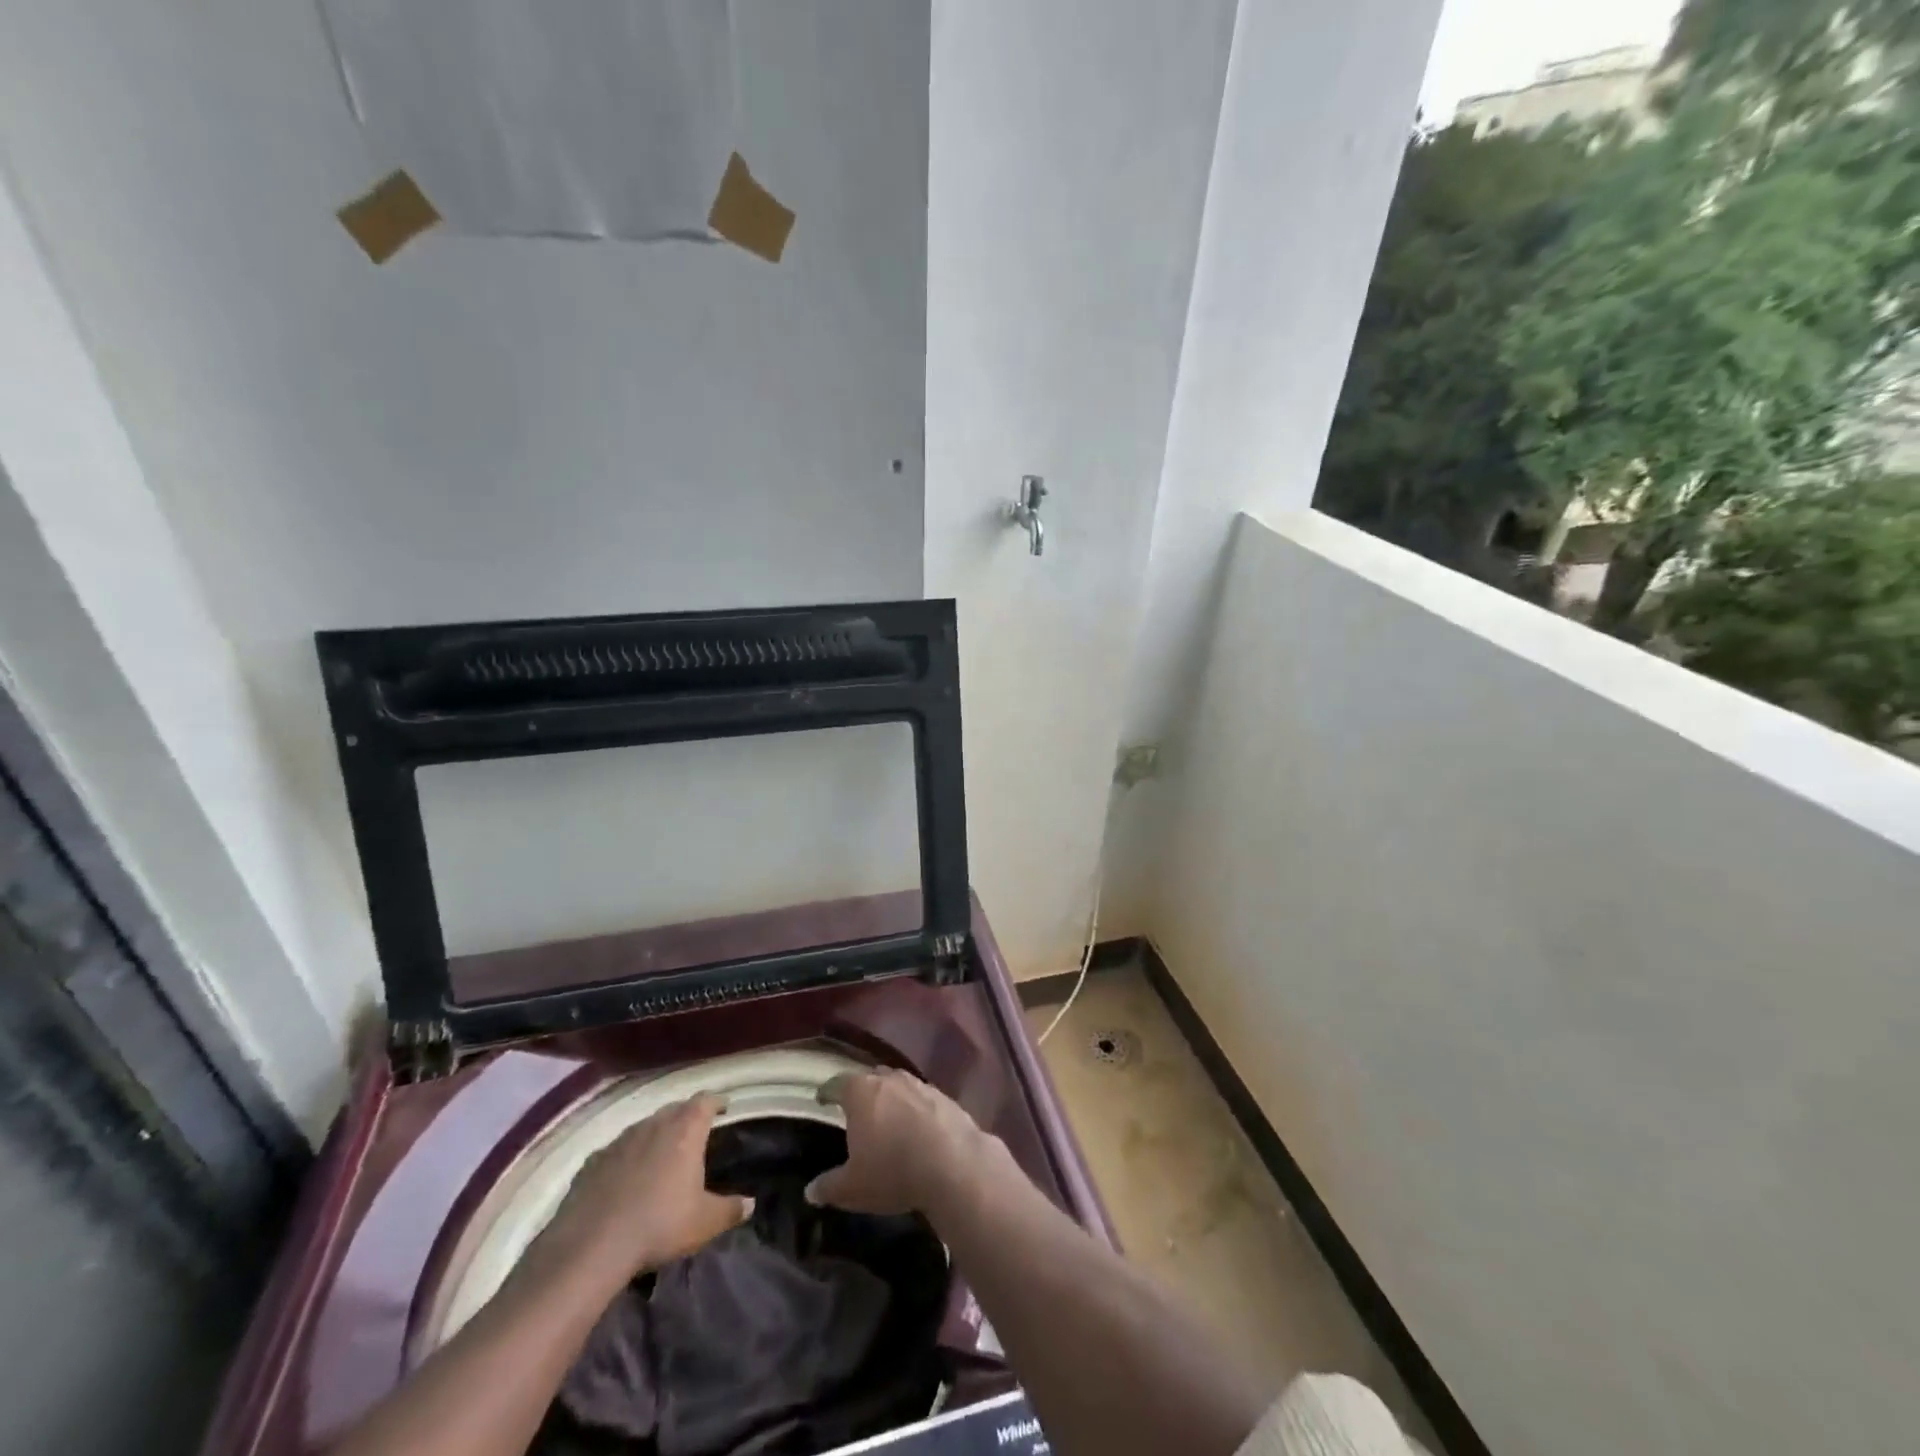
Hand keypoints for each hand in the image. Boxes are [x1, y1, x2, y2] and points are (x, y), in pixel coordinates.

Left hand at [529, 1095, 749, 1289]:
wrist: (591, 1246)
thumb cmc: (659, 1225)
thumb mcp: (704, 1222)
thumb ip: (730, 1209)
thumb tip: (750, 1203)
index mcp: (686, 1130)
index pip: (706, 1101)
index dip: (717, 1102)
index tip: (724, 1108)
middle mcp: (654, 1124)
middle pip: (675, 1109)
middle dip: (687, 1116)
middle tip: (695, 1132)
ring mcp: (621, 1140)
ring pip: (645, 1126)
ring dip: (656, 1134)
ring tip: (662, 1153)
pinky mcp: (593, 1161)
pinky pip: (618, 1149)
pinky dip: (627, 1156)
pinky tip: (626, 1176)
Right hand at [808, 1068, 998, 1216]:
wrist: (954, 1164)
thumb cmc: (893, 1170)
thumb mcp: (853, 1188)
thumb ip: (829, 1186)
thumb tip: (810, 1191)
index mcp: (861, 1092)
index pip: (837, 1084)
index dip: (827, 1092)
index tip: (822, 1099)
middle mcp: (889, 1079)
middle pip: (870, 1079)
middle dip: (862, 1093)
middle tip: (856, 1111)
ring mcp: (919, 1085)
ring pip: (898, 1086)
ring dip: (891, 1100)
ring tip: (887, 1120)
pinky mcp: (944, 1097)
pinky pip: (921, 1099)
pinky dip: (915, 1110)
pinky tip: (917, 1130)